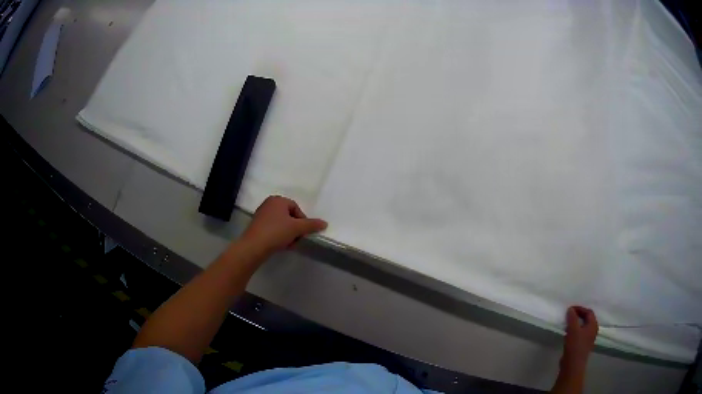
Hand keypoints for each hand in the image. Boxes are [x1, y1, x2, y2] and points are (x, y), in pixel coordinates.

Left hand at [242, 196, 326, 252]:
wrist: (254, 246)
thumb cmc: (276, 232)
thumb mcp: (297, 228)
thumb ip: (311, 225)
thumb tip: (325, 223)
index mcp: (277, 200)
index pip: (296, 208)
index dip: (303, 221)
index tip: (303, 233)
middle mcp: (268, 204)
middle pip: (289, 216)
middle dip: (295, 229)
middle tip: (297, 239)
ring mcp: (261, 215)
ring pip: (281, 224)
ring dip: (288, 234)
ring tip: (289, 244)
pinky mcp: (257, 227)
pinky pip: (273, 229)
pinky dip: (279, 236)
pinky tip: (280, 246)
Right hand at [561, 306, 598, 370]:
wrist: (572, 365)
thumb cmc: (575, 345)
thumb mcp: (573, 329)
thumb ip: (572, 318)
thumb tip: (571, 309)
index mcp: (593, 325)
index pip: (588, 312)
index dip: (580, 309)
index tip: (570, 309)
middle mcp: (593, 331)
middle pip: (587, 319)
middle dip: (578, 316)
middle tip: (569, 315)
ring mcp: (588, 339)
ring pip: (583, 327)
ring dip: (576, 324)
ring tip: (567, 324)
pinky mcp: (582, 346)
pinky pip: (579, 334)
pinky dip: (574, 331)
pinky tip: (568, 334)